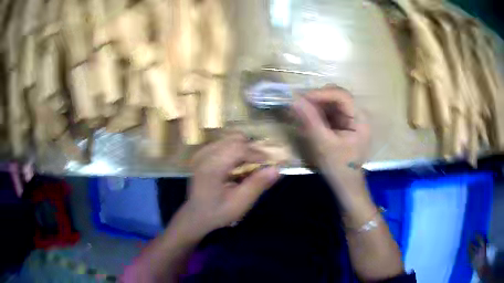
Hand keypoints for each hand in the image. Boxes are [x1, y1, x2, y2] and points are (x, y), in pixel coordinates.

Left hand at [179, 134, 279, 237]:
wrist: (195, 216)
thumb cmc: (217, 212)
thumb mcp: (240, 203)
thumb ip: (257, 184)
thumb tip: (277, 169)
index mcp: (212, 166)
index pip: (239, 148)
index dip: (258, 154)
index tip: (271, 164)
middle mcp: (206, 154)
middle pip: (235, 139)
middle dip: (252, 150)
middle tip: (261, 166)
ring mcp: (202, 152)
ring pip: (230, 139)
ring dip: (244, 149)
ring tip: (249, 166)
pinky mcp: (203, 154)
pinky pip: (224, 143)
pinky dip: (235, 150)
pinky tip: (237, 166)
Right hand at [292, 85, 370, 197]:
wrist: (346, 185)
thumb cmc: (339, 168)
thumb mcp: (324, 145)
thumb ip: (311, 121)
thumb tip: (295, 100)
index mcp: (360, 119)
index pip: (341, 95)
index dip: (321, 93)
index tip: (300, 99)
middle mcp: (358, 114)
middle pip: (336, 96)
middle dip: (317, 99)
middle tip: (298, 106)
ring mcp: (351, 119)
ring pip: (331, 103)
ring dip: (315, 106)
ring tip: (300, 114)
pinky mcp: (344, 124)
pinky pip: (329, 112)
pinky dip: (317, 114)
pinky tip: (308, 121)